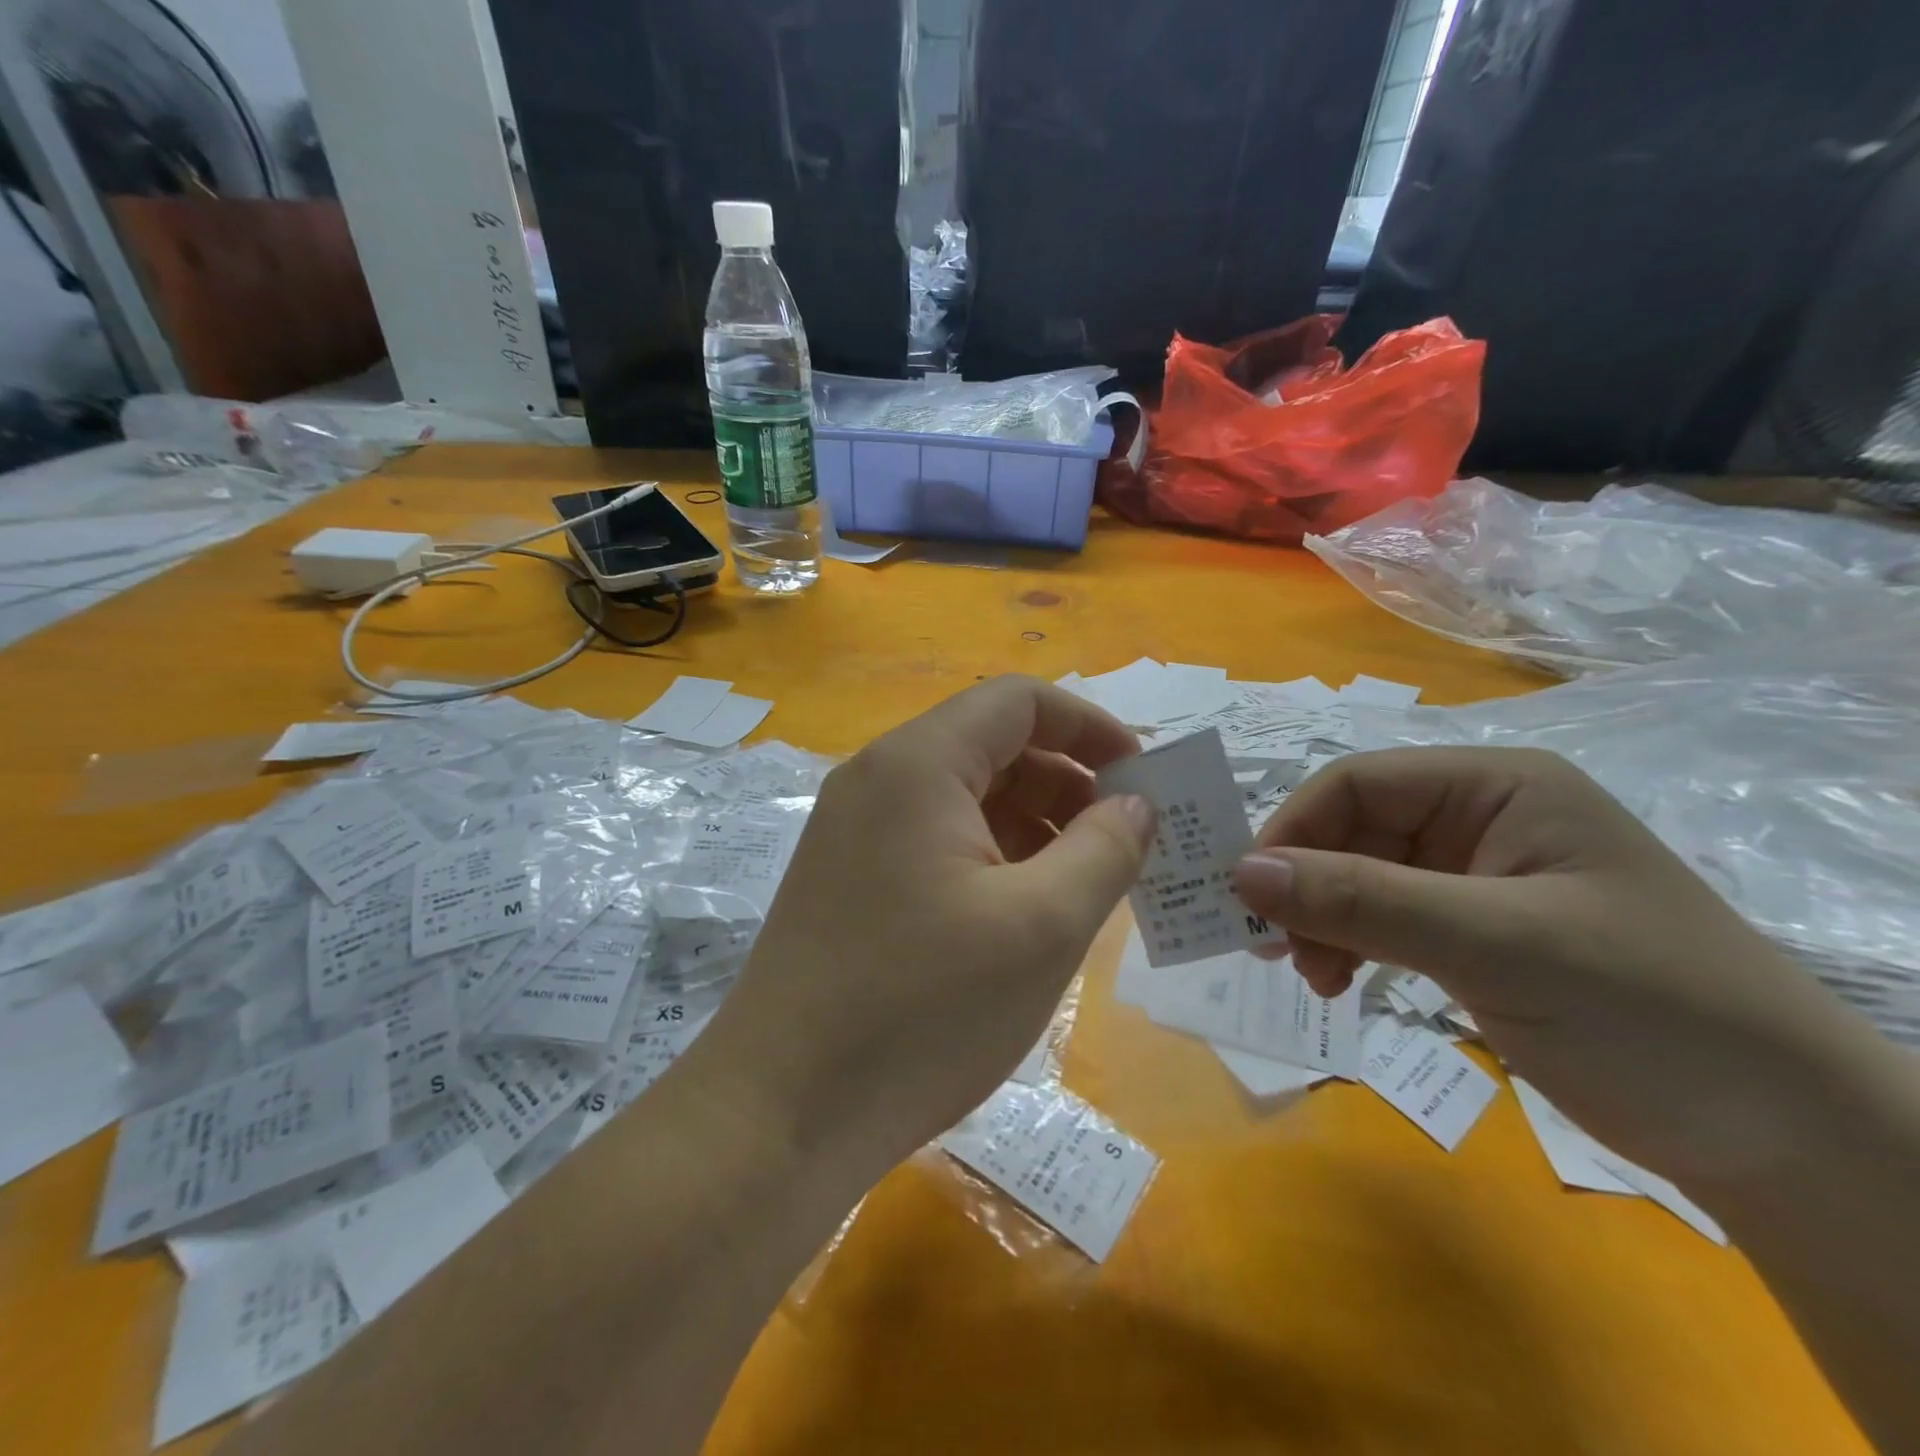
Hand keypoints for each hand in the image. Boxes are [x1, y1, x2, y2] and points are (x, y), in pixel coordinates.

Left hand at [700, 676, 1155, 1175]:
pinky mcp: (850, 879)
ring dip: (1034, 825)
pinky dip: (993, 858)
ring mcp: (856, 830)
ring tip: (1087, 885)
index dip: (1089, 726)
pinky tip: (1027, 912)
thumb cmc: (922, 1010)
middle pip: (991, 746)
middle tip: (1125, 842)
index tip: (1143, 777)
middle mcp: (878, 779)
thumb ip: (1105, 849)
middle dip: (1068, 782)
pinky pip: (937, 841)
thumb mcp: (1042, 926)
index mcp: (917, 763)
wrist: (780, 1115)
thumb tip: (1135, 803)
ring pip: (966, 798)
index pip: (1018, 701)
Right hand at [1230, 746, 1884, 1184]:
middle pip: (1352, 831)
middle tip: (1272, 949)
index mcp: (1496, 787)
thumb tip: (1239, 873)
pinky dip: (1350, 946)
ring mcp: (1476, 878)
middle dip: (1305, 886)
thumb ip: (1361, 902)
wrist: (1785, 1141)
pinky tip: (1342, 982)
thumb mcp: (1494, 945)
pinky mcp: (1473, 932)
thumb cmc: (1647, 1011)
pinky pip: (1383, 920)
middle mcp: (1481, 819)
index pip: (1358, 783)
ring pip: (1359, 878)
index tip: (1245, 893)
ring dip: (1322, 921)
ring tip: (1314, 977)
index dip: (1293, 830)